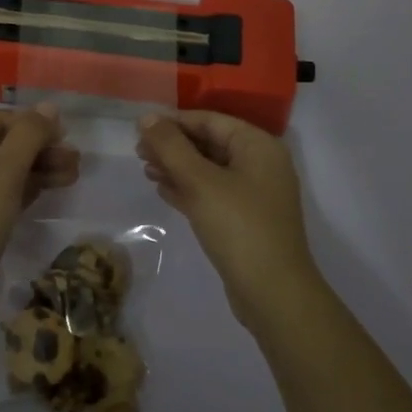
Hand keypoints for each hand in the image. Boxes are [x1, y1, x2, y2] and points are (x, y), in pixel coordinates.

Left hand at [0, 106, 79, 334]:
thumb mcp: (1, 177)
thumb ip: (27, 138)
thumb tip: (48, 107)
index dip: (31, 123)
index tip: (65, 134)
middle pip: (1, 145)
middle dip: (39, 148)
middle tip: (75, 159)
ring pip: (4, 172)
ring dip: (38, 169)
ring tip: (74, 174)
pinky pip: (1, 196)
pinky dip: (26, 190)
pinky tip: (53, 189)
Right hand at [136, 111, 322, 328]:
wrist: (273, 294)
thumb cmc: (238, 227)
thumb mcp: (200, 182)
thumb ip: (171, 146)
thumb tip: (147, 117)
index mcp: (258, 146)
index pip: (210, 121)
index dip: (174, 122)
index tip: (140, 130)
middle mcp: (261, 164)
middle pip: (209, 144)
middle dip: (173, 146)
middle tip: (138, 153)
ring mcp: (255, 194)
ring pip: (209, 170)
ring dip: (177, 168)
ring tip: (146, 171)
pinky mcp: (247, 220)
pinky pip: (213, 194)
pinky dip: (189, 190)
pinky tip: (163, 191)